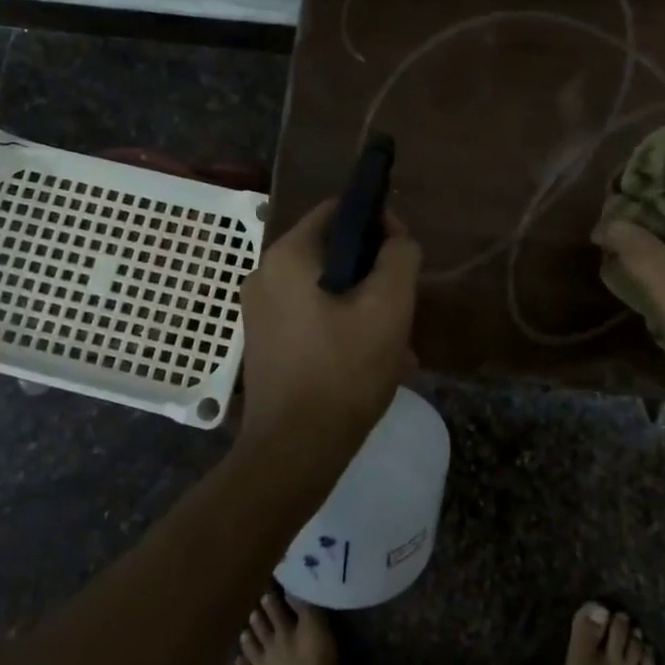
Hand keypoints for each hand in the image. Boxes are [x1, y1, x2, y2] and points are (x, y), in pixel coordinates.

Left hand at [237, 200, 421, 448]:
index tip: (404, 252)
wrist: (294, 453)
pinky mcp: (266, 343)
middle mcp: (264, 275)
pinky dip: (343, 325)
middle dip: (374, 271)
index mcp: (286, 257)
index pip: (336, 211)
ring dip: (363, 303)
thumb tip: (398, 242)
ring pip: (325, 288)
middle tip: (404, 300)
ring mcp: (260, 312)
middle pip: (332, 251)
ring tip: (397, 338)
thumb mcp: (389, 307)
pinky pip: (312, 316)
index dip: (377, 222)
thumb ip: (400, 257)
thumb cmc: (343, 371)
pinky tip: (373, 359)